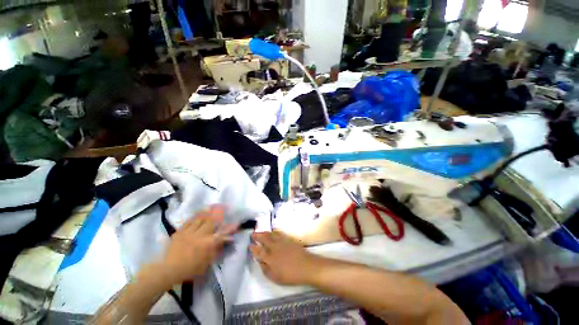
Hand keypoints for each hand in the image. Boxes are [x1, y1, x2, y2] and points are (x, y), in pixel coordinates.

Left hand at [161, 206, 237, 285]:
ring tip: (212, 205)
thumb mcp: (207, 262)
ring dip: (207, 211)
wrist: (168, 270)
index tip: (236, 223)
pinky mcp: (180, 231)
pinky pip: (189, 221)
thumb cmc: (190, 269)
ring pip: (200, 218)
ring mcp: (189, 232)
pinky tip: (199, 212)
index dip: (230, 228)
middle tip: (223, 206)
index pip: (222, 233)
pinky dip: (196, 215)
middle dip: (218, 213)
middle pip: (211, 221)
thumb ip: (217, 249)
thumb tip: (226, 240)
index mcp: (207, 244)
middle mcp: (200, 235)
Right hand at [250, 231, 317, 285]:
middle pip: (263, 239)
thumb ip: (265, 268)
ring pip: (271, 234)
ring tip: (260, 231)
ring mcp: (281, 241)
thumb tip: (259, 260)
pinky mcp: (288, 238)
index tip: (249, 244)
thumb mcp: (274, 277)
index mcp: (269, 257)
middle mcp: (274, 247)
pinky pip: (279, 233)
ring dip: (264, 232)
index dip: (253, 247)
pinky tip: (272, 231)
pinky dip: (274, 231)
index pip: (258, 251)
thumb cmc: (290, 275)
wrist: (306, 266)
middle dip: (257, 236)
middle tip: (252, 234)